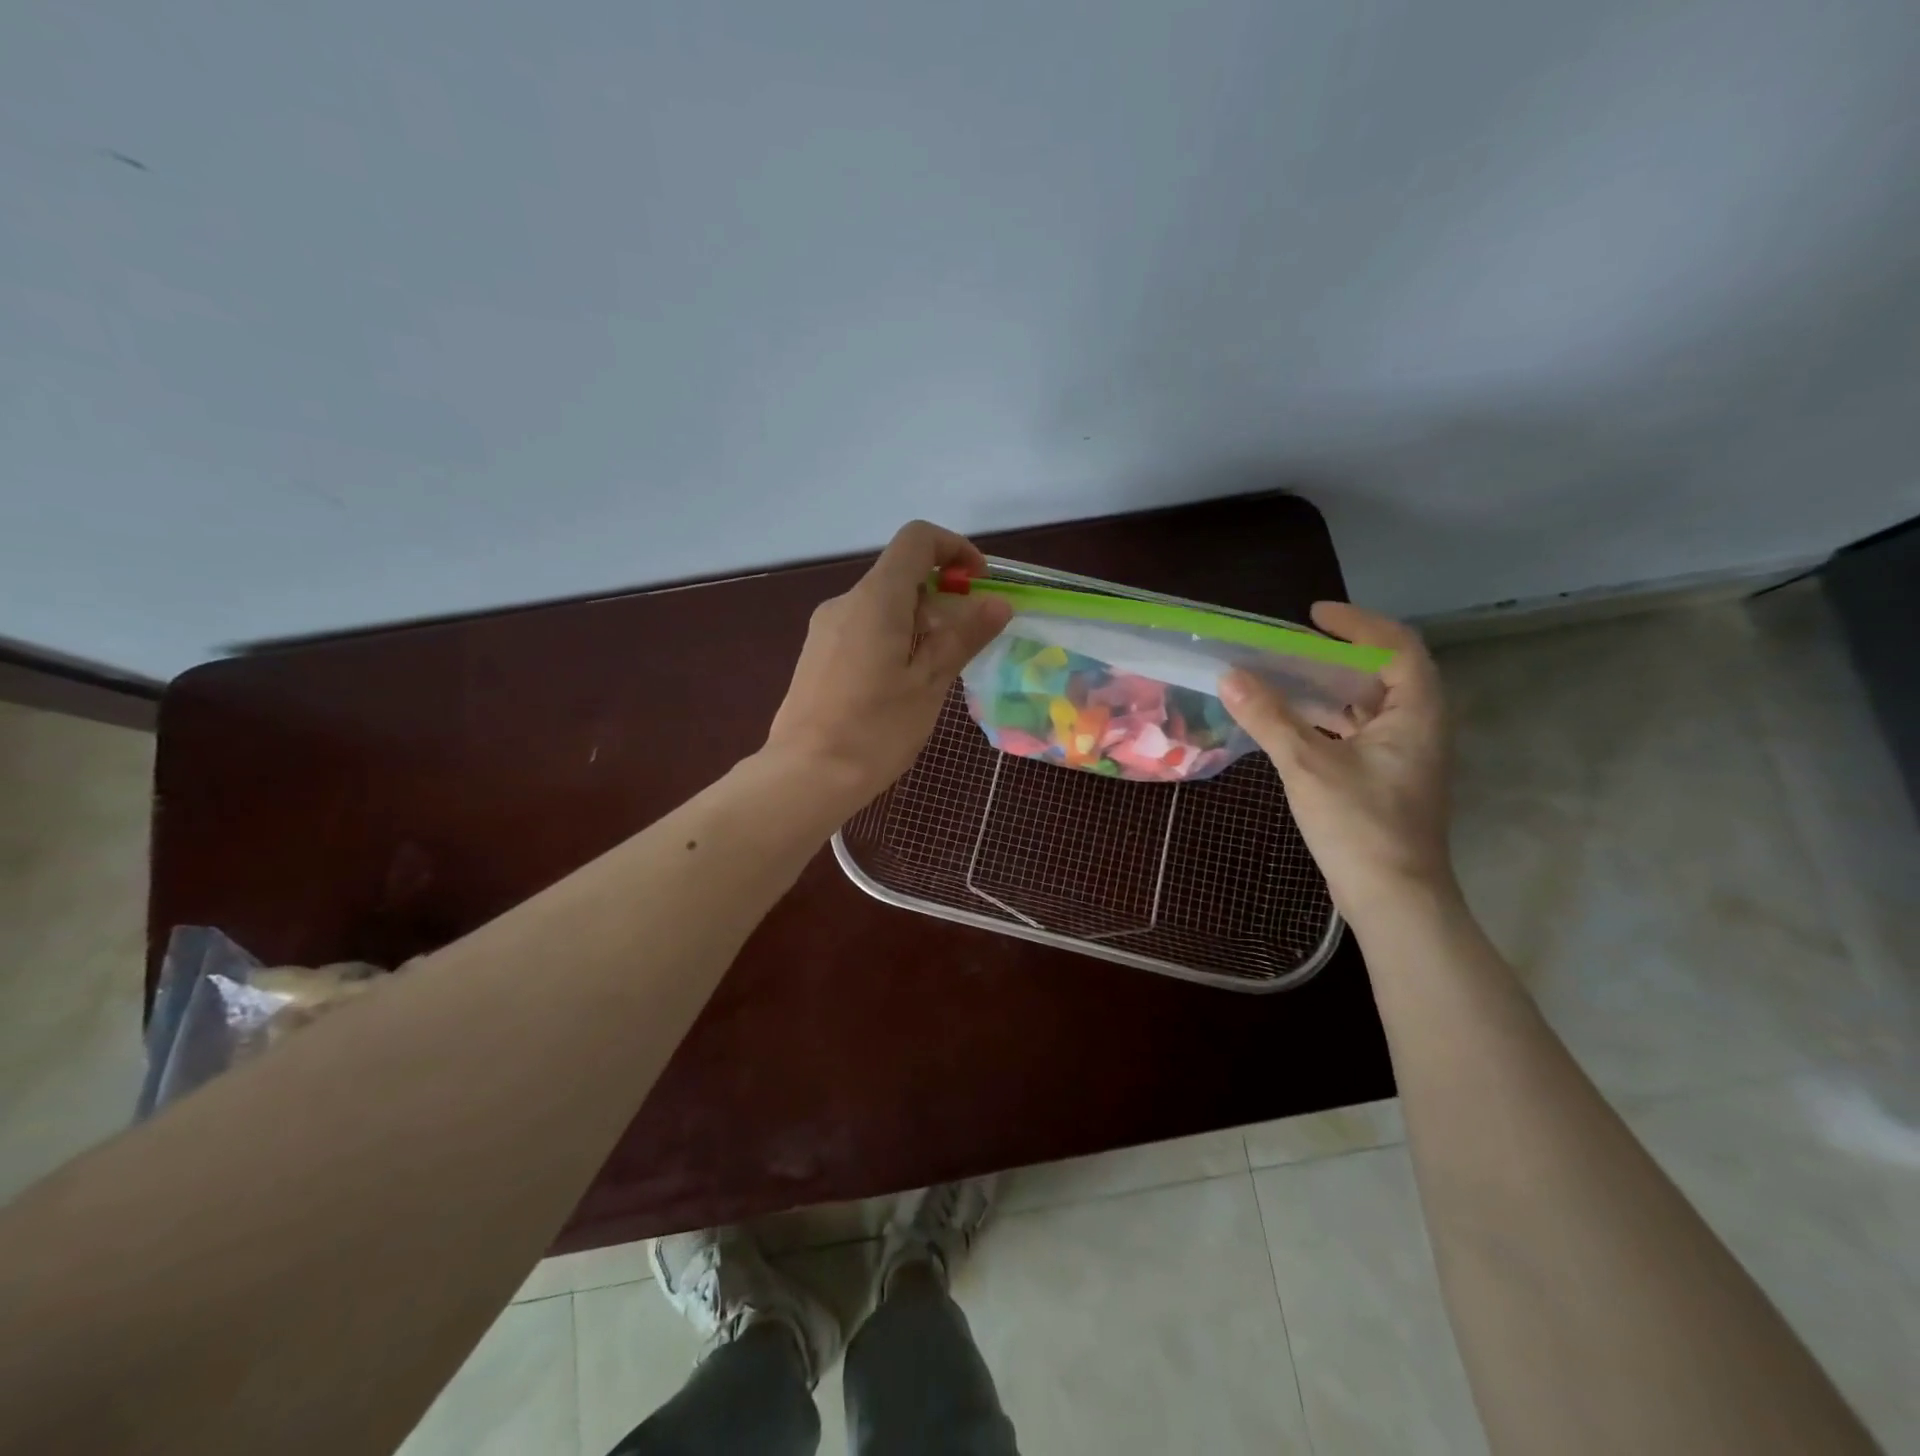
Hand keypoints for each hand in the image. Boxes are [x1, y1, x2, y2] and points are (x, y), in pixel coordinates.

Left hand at [766, 520, 1011, 802]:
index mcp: (876, 598)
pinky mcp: (817, 654)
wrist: (806, 776)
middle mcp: (845, 601)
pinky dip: (893, 639)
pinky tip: (900, 687)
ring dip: (918, 623)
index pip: (917, 540)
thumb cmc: (875, 729)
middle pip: (901, 575)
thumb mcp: (929, 683)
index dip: (955, 549)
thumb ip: (963, 636)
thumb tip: (996, 603)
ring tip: (934, 675)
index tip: (979, 584)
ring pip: (883, 605)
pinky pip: (864, 628)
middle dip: (942, 598)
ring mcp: (825, 628)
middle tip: (965, 646)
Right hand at [1219, 602, 1455, 921]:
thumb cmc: (1359, 825)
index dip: (1357, 624)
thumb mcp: (1307, 765)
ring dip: (1327, 688)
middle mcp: (1419, 727)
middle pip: (1382, 673)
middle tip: (1289, 646)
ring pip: (1367, 705)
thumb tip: (1230, 676)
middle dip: (1335, 655)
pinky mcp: (1386, 780)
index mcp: (1416, 713)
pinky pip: (1356, 732)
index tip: (1312, 616)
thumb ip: (1268, 717)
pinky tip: (1289, 724)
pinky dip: (1325, 720)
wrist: (1393, 899)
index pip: (1396, 647)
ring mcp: (1404, 756)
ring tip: (1282, 676)